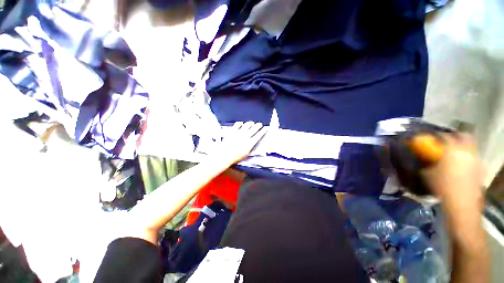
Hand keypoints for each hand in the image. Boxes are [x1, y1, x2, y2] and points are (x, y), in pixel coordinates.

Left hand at [212, 121, 267, 165]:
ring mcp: (239, 133)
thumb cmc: (236, 157)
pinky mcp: (232, 131)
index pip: (258, 135)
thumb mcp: (246, 154)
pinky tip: (241, 123)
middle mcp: (245, 137)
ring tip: (251, 123)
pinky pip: (237, 125)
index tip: (265, 128)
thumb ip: (250, 148)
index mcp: (250, 143)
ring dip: (250, 123)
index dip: (263, 131)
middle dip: (258, 126)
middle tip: (260, 124)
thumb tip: (253, 144)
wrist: (225, 155)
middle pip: (254, 129)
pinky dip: (240, 123)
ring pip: (246, 125)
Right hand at [422, 133, 483, 210]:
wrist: (461, 202)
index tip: (432, 137)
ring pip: (471, 146)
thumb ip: (426, 163)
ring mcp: (475, 159)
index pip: (444, 136)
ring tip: (455, 153)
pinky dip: (468, 157)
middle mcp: (466, 150)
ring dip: (463, 146)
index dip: (437, 135)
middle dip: (456, 136)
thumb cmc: (442, 185)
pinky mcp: (480, 168)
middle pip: (464, 136)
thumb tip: (423, 158)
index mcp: (452, 149)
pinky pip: (474, 157)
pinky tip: (462, 164)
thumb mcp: (427, 173)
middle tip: (447, 140)